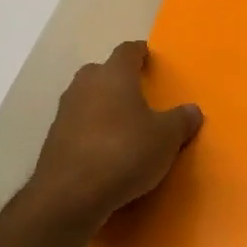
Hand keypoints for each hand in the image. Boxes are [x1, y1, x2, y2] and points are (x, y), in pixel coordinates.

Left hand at [27, 41, 202, 227]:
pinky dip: (92, 131)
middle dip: (118, 79)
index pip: (127, 51)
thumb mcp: (167, 137)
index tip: (149, 57)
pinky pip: (78, 125)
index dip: (139, 52)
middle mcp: (85, 86)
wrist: (71, 194)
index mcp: (114, 76)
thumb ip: (181, 120)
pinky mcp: (53, 140)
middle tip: (138, 93)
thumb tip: (192, 110)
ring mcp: (64, 113)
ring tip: (124, 123)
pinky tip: (106, 149)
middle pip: (101, 72)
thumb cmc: (125, 152)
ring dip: (103, 105)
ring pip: (87, 98)